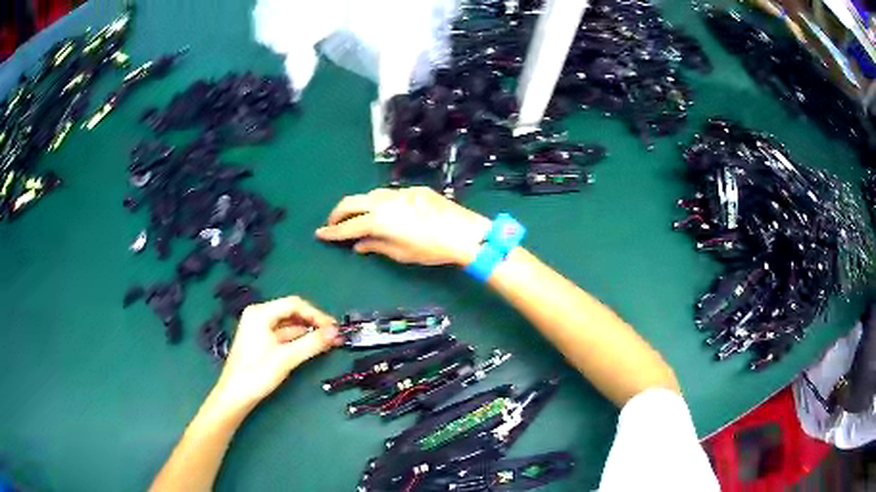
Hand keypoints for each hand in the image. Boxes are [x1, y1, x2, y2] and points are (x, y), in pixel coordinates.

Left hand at [210, 296, 340, 412]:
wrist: (235, 395)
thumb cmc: (257, 374)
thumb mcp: (287, 358)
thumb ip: (312, 343)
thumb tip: (336, 332)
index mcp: (261, 313)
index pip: (295, 304)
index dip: (317, 315)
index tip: (334, 328)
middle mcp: (259, 316)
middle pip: (292, 313)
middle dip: (313, 323)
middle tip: (333, 335)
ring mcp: (259, 328)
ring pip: (289, 325)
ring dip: (307, 332)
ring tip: (327, 342)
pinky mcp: (261, 341)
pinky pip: (283, 335)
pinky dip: (298, 340)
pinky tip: (311, 347)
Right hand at [316, 187, 490, 265]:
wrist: (463, 232)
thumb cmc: (430, 249)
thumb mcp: (401, 253)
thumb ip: (376, 246)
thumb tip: (358, 246)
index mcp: (378, 220)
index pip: (347, 227)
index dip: (332, 232)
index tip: (320, 234)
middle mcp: (384, 201)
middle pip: (351, 203)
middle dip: (337, 213)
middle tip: (332, 224)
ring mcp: (399, 192)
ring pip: (369, 195)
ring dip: (358, 205)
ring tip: (355, 217)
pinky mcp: (413, 189)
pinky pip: (388, 194)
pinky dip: (378, 202)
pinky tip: (384, 211)